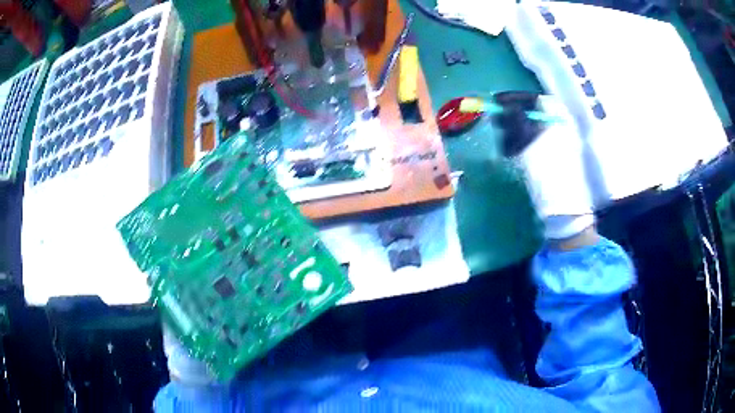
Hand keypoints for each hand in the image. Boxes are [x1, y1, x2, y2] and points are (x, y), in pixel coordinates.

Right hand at [495, 91, 594, 240]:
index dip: (514, 98)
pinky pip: (532, 145)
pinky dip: (519, 146)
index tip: (495, 101)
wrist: (564, 208)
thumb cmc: (548, 170)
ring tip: (503, 143)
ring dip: (513, 133)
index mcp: (559, 119)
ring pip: (529, 130)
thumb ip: (517, 120)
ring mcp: (556, 144)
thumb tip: (505, 106)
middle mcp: (559, 127)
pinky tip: (510, 154)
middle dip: (511, 117)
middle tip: (494, 122)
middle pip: (531, 114)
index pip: (534, 99)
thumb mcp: (530, 141)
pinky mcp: (551, 159)